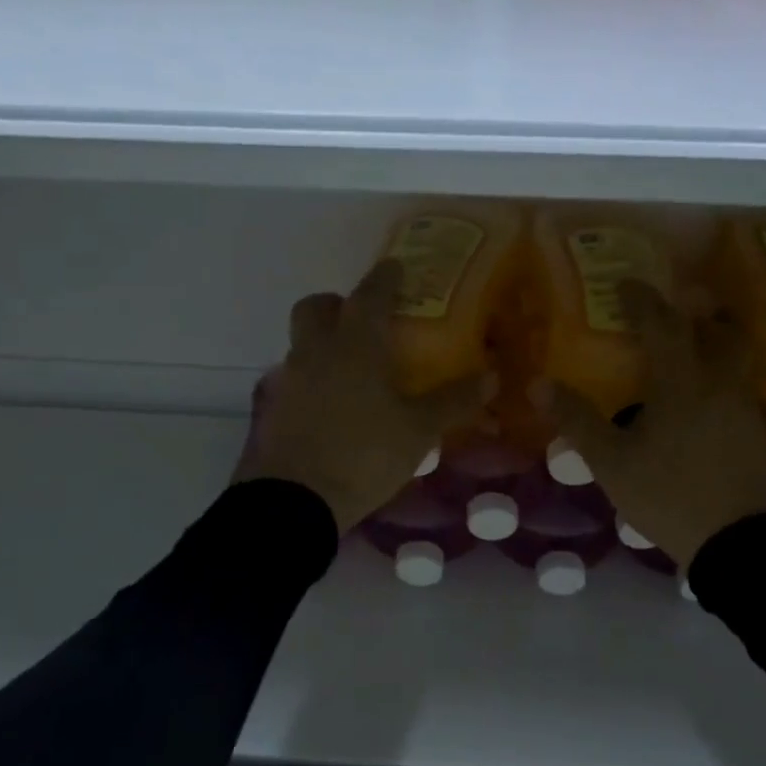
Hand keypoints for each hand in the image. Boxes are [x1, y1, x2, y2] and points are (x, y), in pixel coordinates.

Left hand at [236, 259, 491, 532]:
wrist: (294, 500)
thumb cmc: (364, 454)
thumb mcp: (418, 431)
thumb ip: (453, 401)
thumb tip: (492, 377)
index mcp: (355, 345)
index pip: (370, 294)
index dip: (385, 277)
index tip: (394, 266)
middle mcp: (316, 350)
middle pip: (317, 307)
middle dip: (338, 303)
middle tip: (364, 319)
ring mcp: (290, 378)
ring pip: (302, 341)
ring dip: (324, 341)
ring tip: (354, 369)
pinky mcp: (274, 406)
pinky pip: (295, 376)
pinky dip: (314, 377)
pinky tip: (333, 404)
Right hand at [545, 281, 765, 568]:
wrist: (738, 542)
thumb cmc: (669, 495)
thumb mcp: (611, 462)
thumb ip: (577, 421)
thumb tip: (539, 384)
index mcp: (683, 382)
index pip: (663, 325)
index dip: (642, 300)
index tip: (625, 284)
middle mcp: (720, 383)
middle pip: (721, 329)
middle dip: (698, 309)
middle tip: (677, 303)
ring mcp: (743, 406)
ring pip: (737, 355)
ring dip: (714, 338)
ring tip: (689, 343)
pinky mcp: (755, 430)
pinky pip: (739, 382)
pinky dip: (721, 370)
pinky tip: (701, 393)